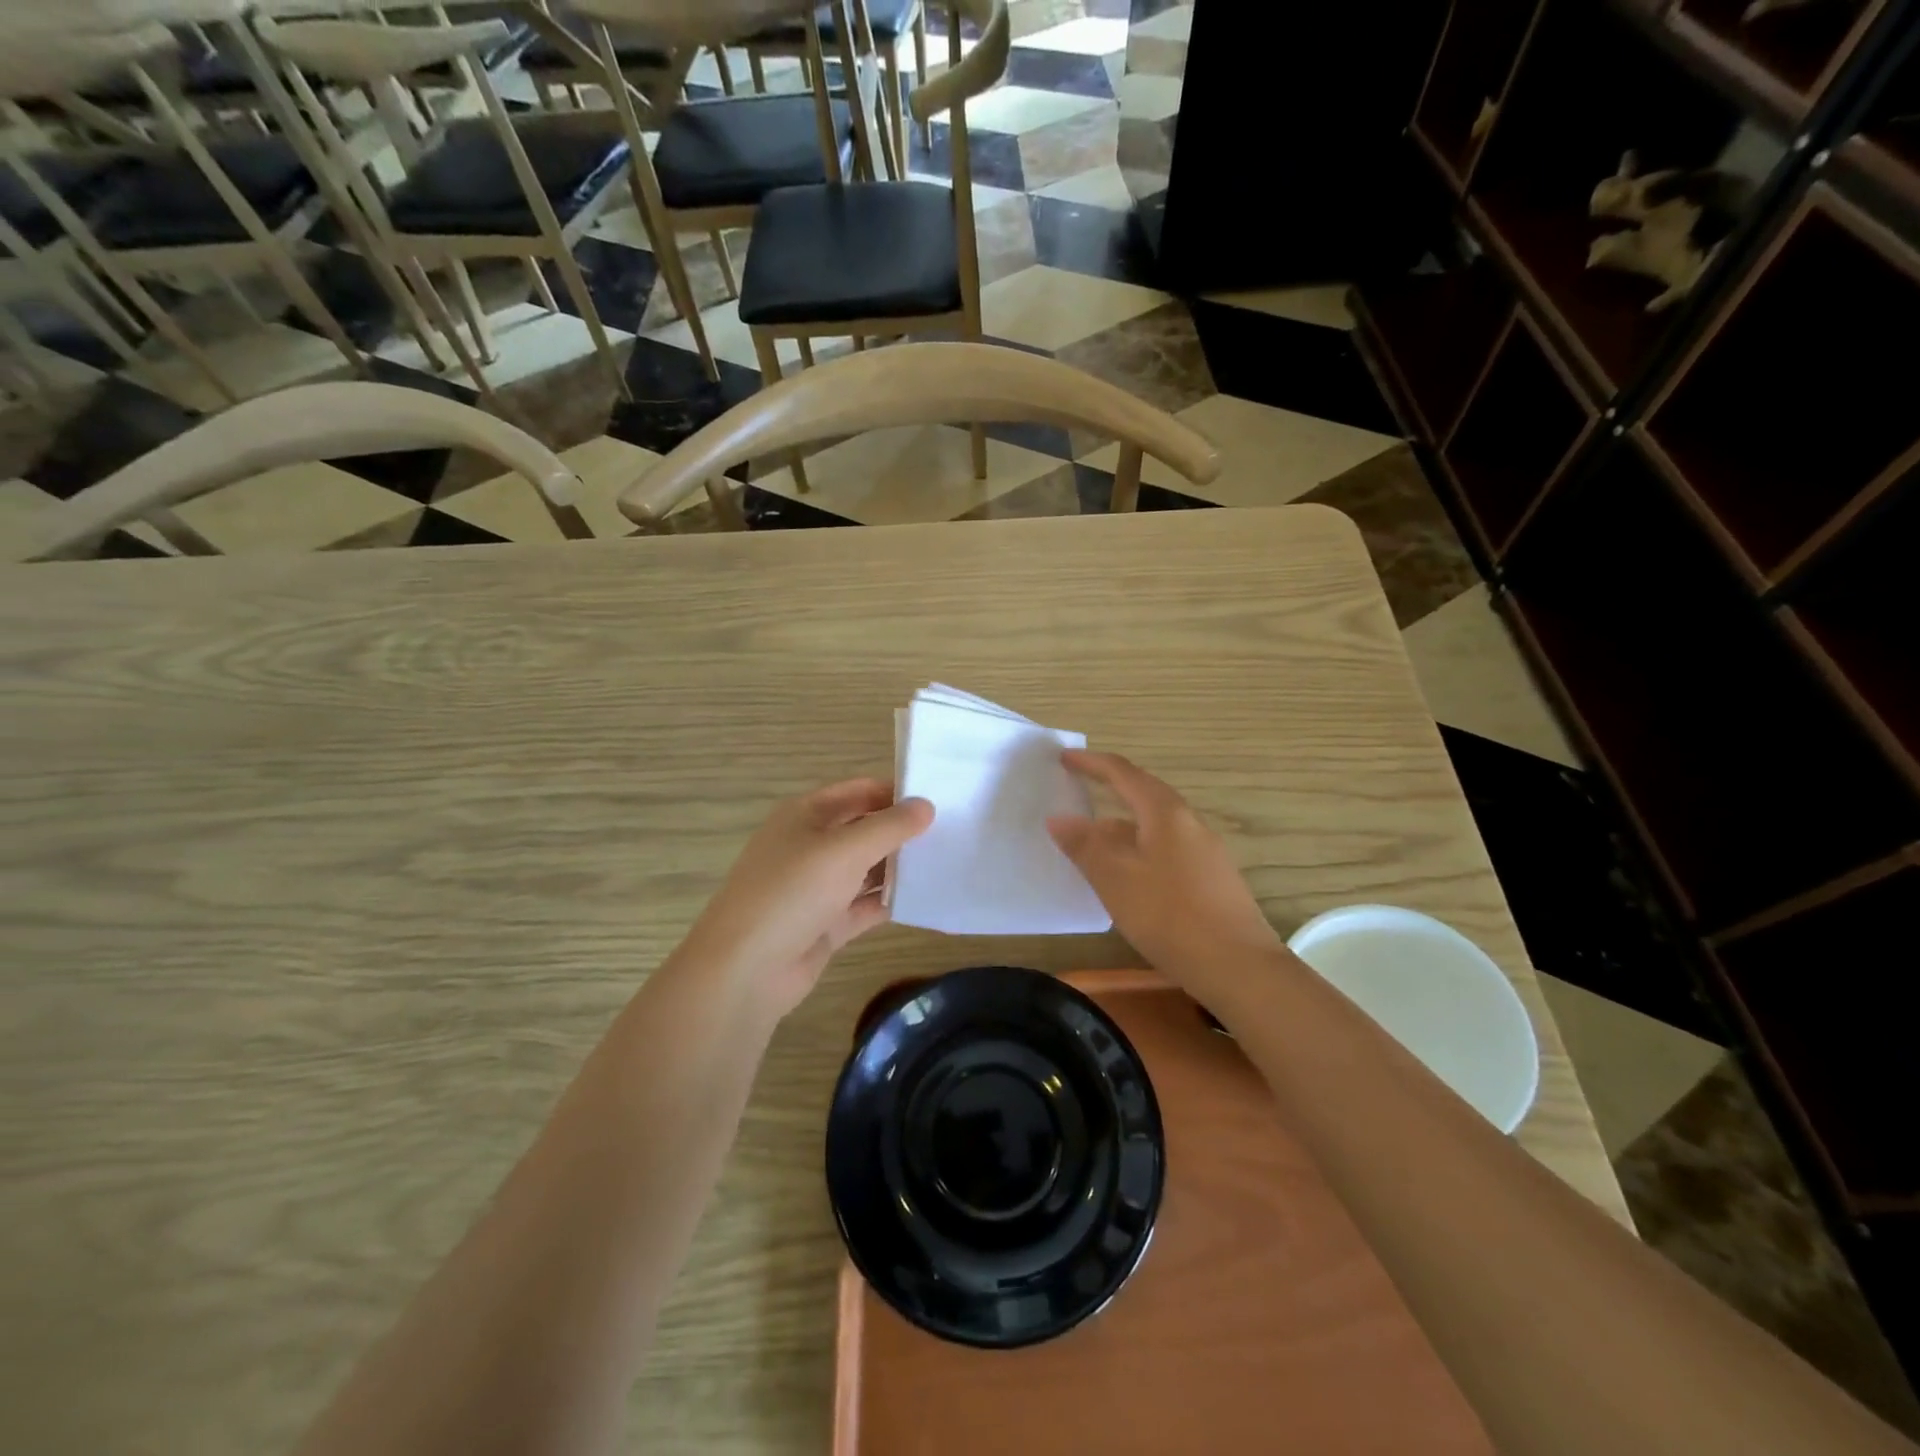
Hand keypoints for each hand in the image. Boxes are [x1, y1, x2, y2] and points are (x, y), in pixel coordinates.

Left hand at [680, 779, 933, 1018]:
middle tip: (953, 832)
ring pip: (867, 868)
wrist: (746, 969)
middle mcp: (811, 845)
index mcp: (806, 815)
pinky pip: (865, 905)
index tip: (940, 799)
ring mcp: (818, 886)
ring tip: (948, 863)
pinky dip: (890, 902)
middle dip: (902, 831)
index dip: (896, 793)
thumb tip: (927, 805)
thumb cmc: (792, 892)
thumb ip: (890, 827)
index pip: (859, 791)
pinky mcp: (826, 923)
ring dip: (899, 867)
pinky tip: (925, 899)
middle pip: (864, 829)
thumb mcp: (844, 850)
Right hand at [1048, 751, 1281, 989]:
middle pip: (1144, 796)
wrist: (1238, 966)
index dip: (1092, 763)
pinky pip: (1167, 850)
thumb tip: (1059, 818)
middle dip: (1110, 792)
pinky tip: (1129, 877)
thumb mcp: (1115, 879)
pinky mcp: (1212, 879)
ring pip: (1155, 827)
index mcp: (1165, 813)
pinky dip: (1140, 850)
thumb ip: (1085, 846)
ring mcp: (1206, 852)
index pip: (1124, 774)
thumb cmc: (1169, 915)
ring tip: (1094, 843)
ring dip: (1123, 827)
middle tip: (1079, 793)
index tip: (1065, 757)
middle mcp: (1189, 823)